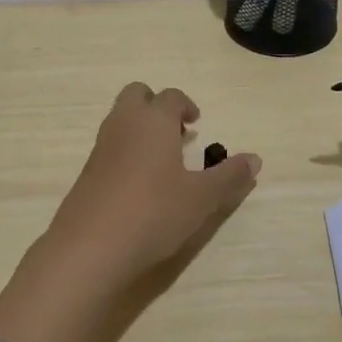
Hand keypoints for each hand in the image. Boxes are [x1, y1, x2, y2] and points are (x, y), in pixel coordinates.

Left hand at [41, 82, 261, 295]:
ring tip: (163, 162)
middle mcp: (123, 124)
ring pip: (120, 119)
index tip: (197, 124)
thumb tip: (255, 159)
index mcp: (153, 120)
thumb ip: (229, 176)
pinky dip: (126, 151)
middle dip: (157, 106)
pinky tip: (140, 185)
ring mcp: (101, 147)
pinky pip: (110, 146)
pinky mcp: (87, 172)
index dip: (186, 106)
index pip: (171, 96)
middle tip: (177, 133)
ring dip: (141, 128)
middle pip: (137, 95)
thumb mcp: (202, 198)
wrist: (91, 247)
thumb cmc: (154, 212)